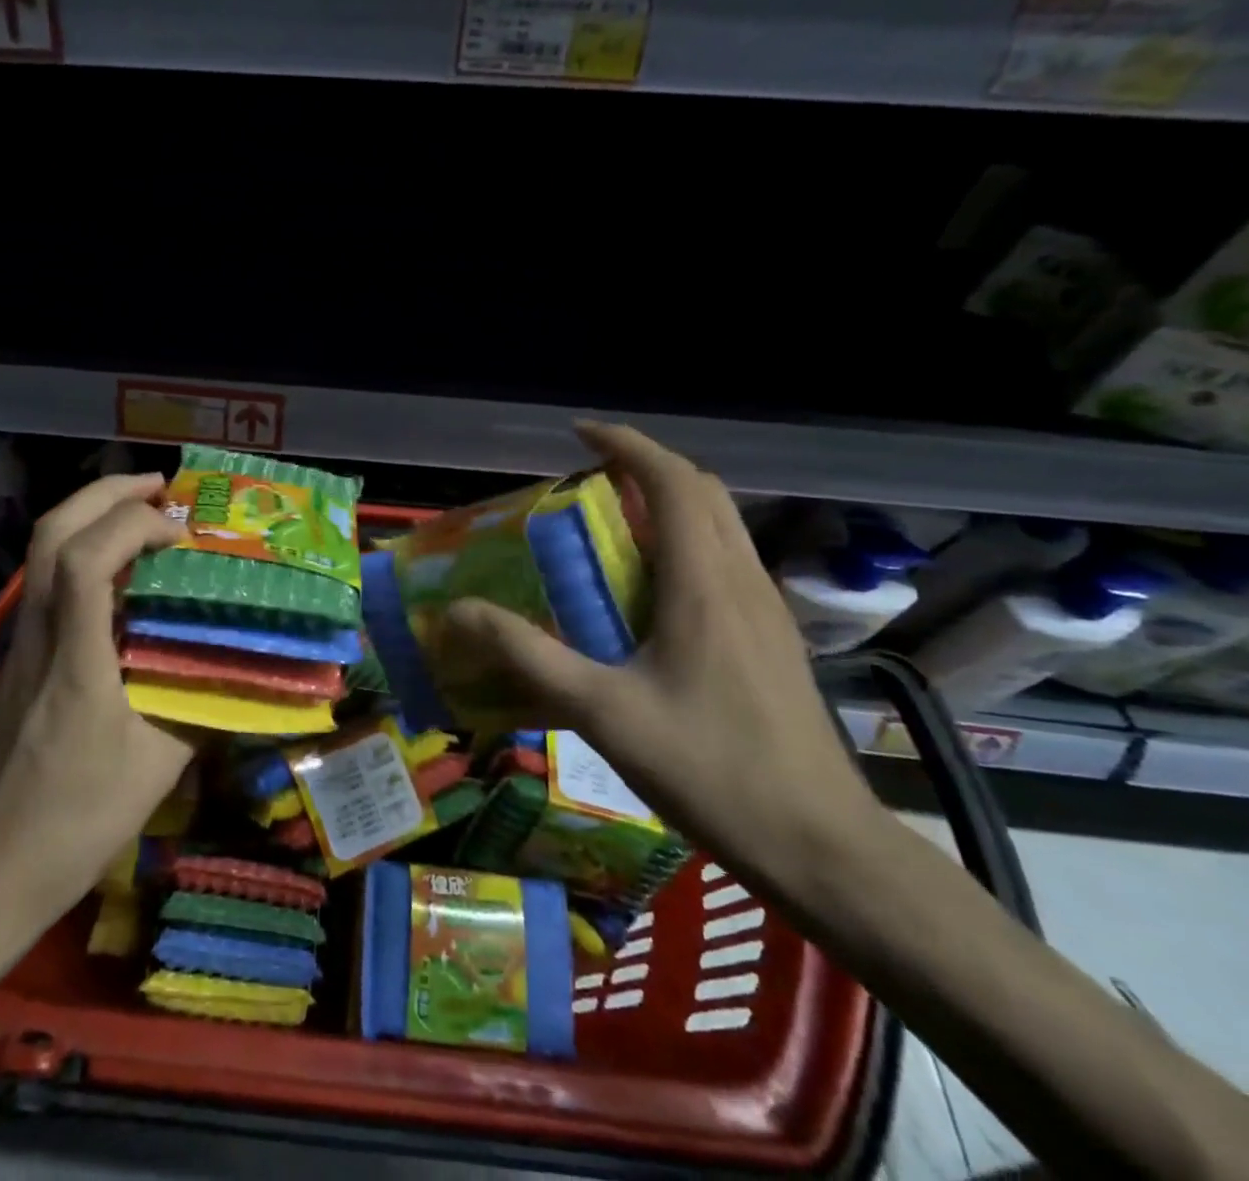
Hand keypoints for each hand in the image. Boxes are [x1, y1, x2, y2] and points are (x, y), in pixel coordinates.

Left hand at [0, 473, 193, 911]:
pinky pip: (48, 583)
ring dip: (93, 517)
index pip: (85, 559)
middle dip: (106, 493)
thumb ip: (202, 710)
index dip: (132, 525)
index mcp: (74, 658)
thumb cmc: (75, 822)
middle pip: (51, 533)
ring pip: (42, 552)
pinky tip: (123, 580)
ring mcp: (21, 644)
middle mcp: (39, 634)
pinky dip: (84, 554)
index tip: (180, 532)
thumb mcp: (157, 770)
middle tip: (161, 487)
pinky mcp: (19, 659)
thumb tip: (243, 673)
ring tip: (146, 518)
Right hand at [442, 423, 880, 897]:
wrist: (823, 847)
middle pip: (701, 491)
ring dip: (667, 504)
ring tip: (608, 526)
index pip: (672, 480)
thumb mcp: (603, 712)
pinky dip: (683, 544)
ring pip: (719, 525)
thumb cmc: (711, 770)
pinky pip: (724, 561)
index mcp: (704, 582)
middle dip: (644, 467)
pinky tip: (646, 592)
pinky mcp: (772, 639)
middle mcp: (741, 579)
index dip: (625, 444)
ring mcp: (765, 610)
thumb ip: (527, 656)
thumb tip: (458, 612)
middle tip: (586, 480)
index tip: (578, 434)